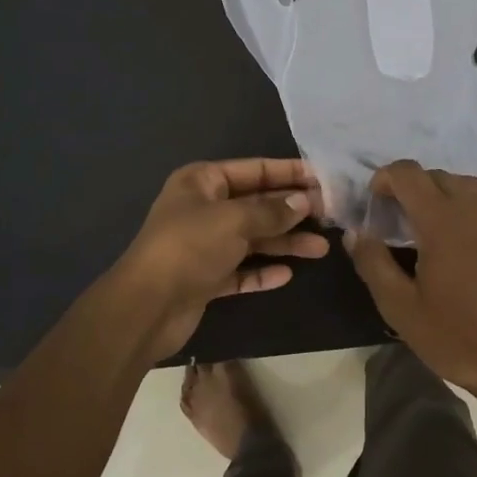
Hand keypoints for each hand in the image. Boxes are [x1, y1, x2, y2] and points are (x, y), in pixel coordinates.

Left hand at [98, 159, 327, 362]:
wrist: (147, 306)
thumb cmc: (189, 247)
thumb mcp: (234, 221)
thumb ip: (271, 212)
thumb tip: (303, 202)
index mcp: (202, 182)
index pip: (253, 170)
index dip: (288, 173)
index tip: (322, 178)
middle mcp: (203, 208)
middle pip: (256, 204)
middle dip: (291, 210)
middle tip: (329, 214)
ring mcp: (204, 244)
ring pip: (253, 238)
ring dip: (285, 243)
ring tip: (321, 249)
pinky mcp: (206, 277)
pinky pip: (241, 269)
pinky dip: (262, 271)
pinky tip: (286, 274)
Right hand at [346, 160, 476, 405]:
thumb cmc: (457, 338)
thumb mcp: (401, 308)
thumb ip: (374, 264)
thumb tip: (356, 233)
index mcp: (443, 222)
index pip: (410, 174)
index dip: (386, 177)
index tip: (374, 199)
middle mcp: (476, 212)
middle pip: (439, 176)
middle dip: (413, 185)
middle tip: (396, 215)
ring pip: (468, 188)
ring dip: (442, 193)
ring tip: (428, 224)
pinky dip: (467, 212)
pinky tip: (462, 248)